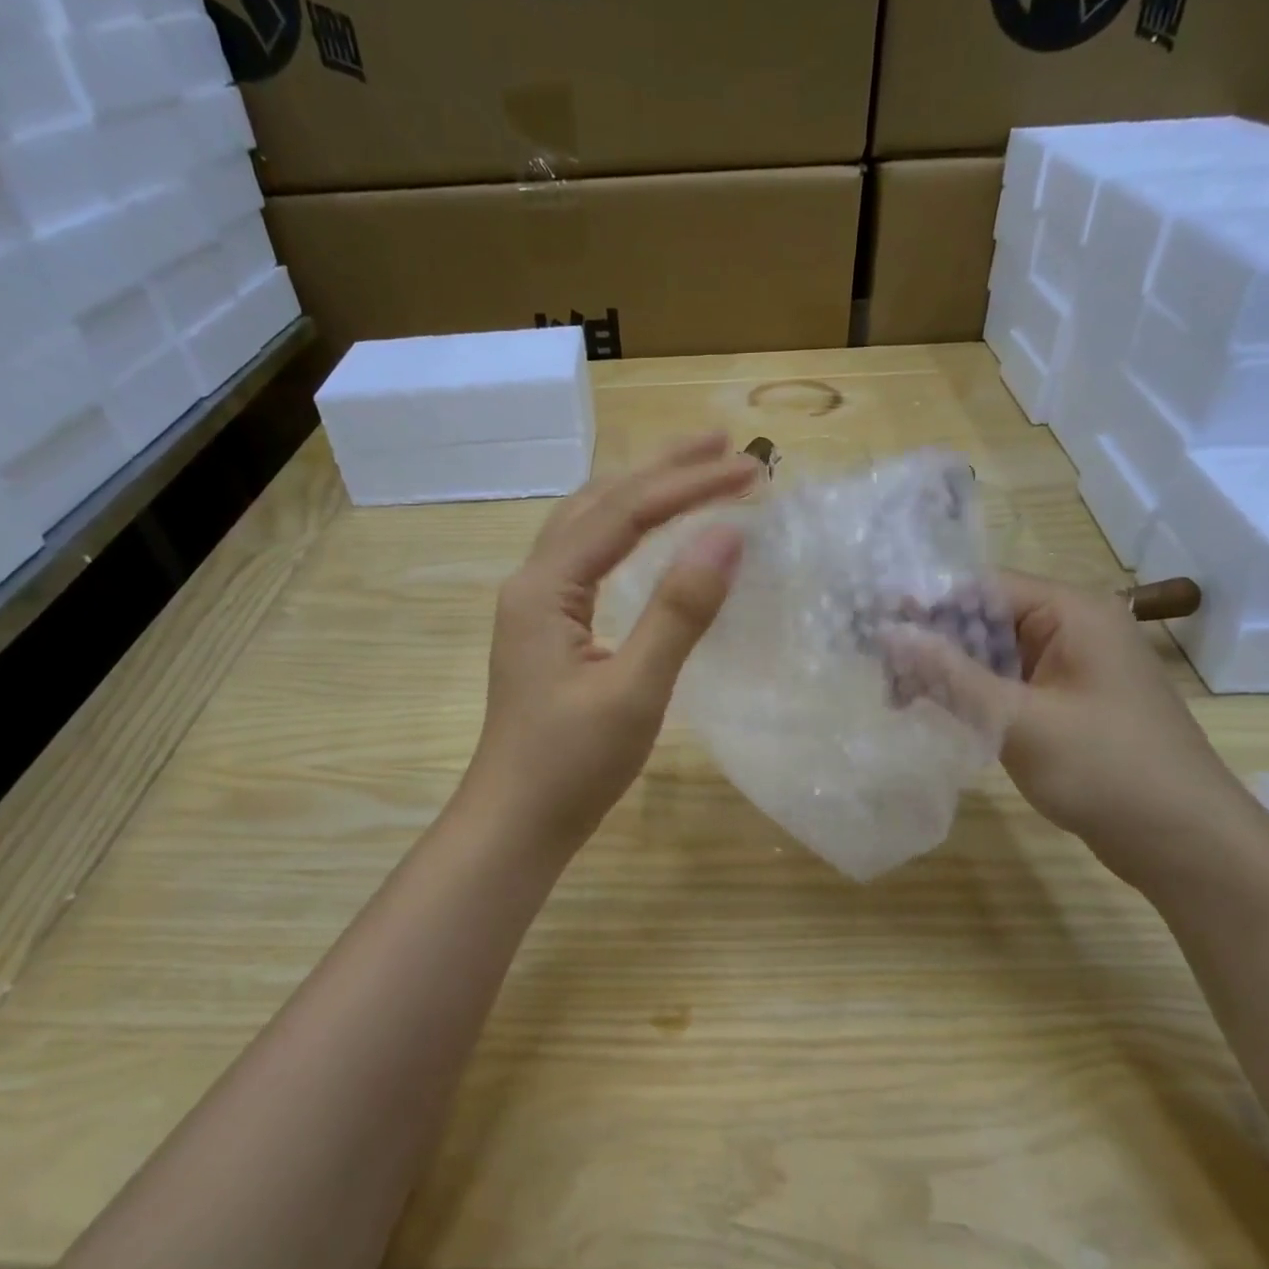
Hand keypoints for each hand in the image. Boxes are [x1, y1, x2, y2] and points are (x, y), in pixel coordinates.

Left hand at [463, 432, 758, 851]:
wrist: (516, 823)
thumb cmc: (571, 766)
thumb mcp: (634, 690)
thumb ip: (678, 612)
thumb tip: (728, 536)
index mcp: (544, 587)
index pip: (624, 513)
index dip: (689, 486)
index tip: (752, 472)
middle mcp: (532, 581)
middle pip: (598, 502)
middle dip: (662, 468)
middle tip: (725, 445)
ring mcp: (535, 606)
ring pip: (589, 526)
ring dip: (641, 493)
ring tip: (694, 471)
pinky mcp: (547, 630)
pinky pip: (588, 558)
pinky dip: (626, 531)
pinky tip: (651, 534)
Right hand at [882, 573, 1249, 866]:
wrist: (1184, 842)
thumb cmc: (1106, 770)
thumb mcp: (1018, 720)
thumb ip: (949, 674)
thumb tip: (888, 633)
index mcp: (1071, 612)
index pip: (981, 588)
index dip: (925, 606)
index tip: (875, 637)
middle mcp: (1070, 628)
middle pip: (982, 619)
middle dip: (931, 645)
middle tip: (884, 682)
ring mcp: (1068, 668)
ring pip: (989, 654)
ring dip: (945, 674)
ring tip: (899, 702)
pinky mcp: (1063, 703)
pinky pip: (1005, 684)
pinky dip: (969, 696)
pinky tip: (936, 714)